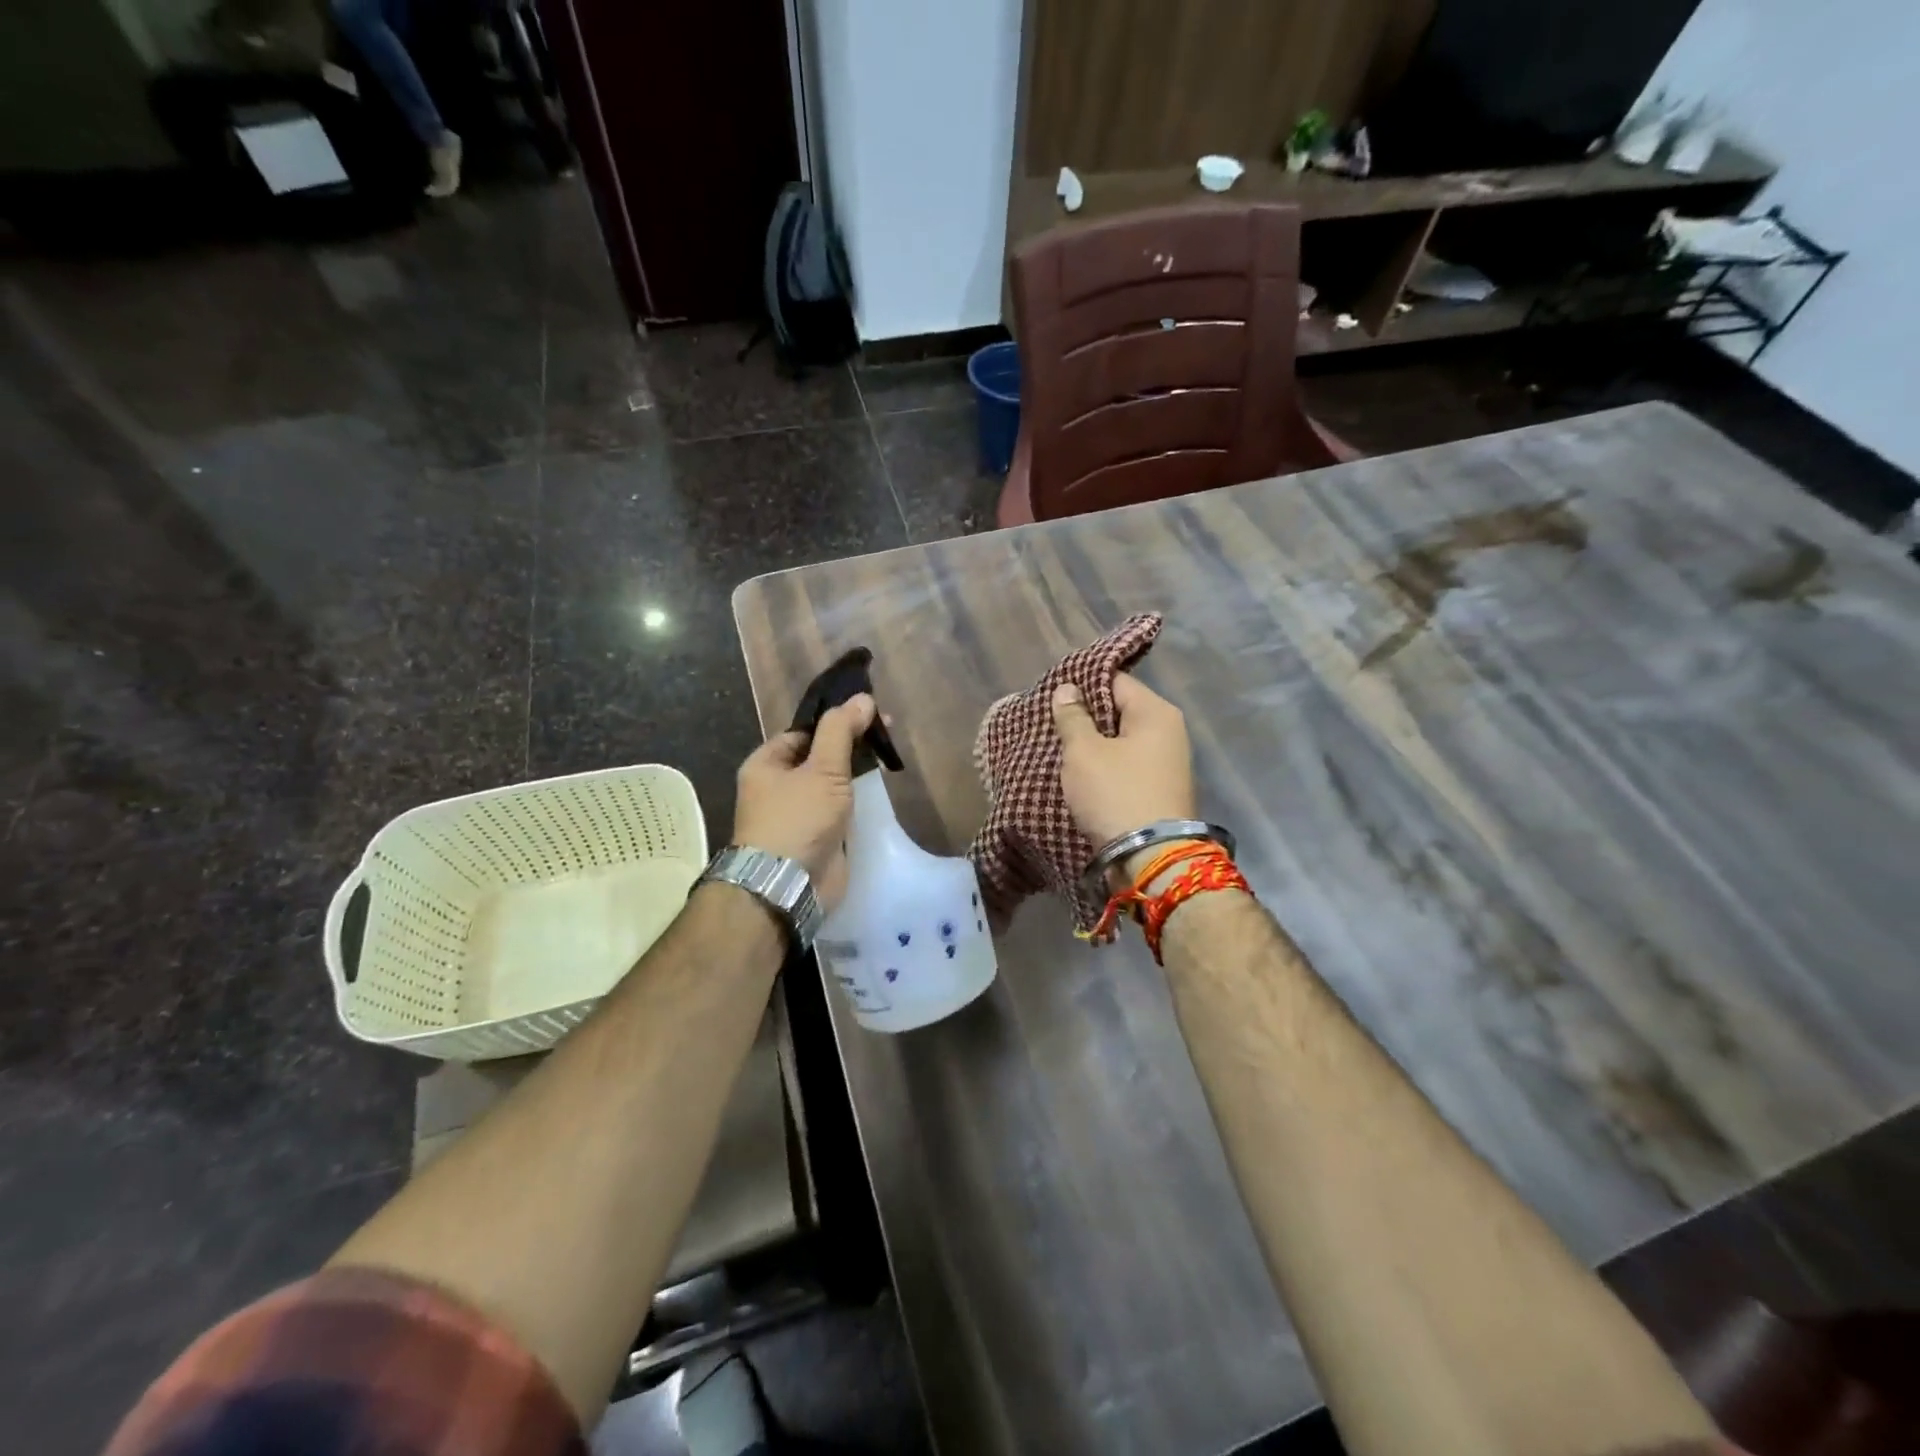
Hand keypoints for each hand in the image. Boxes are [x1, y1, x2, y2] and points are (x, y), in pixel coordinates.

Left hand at [732, 694, 875, 911]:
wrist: (787, 887)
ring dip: (856, 772)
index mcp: (766, 764)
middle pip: (819, 756)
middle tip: (887, 732)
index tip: (869, 714)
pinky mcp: (816, 837)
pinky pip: (838, 809)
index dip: (835, 721)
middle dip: (851, 744)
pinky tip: (880, 791)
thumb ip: (841, 732)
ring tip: (888, 758)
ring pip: (831, 783)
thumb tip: (861, 698)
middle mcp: (777, 787)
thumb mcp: (822, 769)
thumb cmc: (797, 820)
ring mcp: (797, 814)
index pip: (804, 732)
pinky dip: (857, 800)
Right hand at [1051, 673, 1196, 874]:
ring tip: (1061, 749)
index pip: (1115, 680)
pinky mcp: (1160, 790)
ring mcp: (1168, 763)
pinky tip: (1082, 774)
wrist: (1150, 858)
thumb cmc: (1115, 794)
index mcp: (1156, 712)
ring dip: (1095, 745)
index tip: (1053, 696)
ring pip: (1122, 741)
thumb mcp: (1084, 752)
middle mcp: (1170, 732)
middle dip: (1087, 717)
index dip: (1083, 684)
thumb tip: (1067, 689)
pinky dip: (1106, 767)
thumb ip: (1073, 717)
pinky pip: (1127, 766)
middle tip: (1052, 723)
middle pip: (1120, 711)